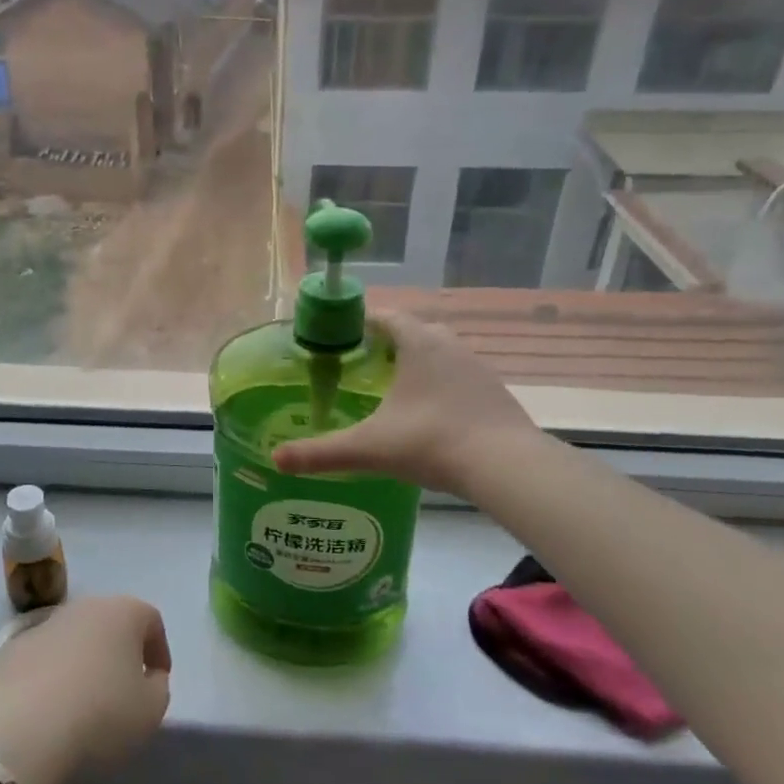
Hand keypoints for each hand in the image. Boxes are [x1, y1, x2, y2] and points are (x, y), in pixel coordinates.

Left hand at [0, 596, 171, 783]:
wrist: (19, 728)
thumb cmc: (100, 713)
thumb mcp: (150, 710)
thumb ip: (158, 688)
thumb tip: (148, 678)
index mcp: (123, 611)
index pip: (151, 620)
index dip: (158, 650)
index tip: (157, 681)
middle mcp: (83, 607)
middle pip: (109, 624)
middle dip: (119, 652)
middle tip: (122, 691)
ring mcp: (43, 625)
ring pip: (73, 640)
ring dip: (83, 664)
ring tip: (83, 706)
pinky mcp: (9, 650)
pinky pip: (42, 660)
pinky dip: (50, 678)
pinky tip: (48, 712)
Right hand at [272, 310, 538, 496]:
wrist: (507, 467)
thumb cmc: (432, 442)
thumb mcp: (369, 448)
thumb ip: (321, 453)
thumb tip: (276, 459)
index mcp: (418, 344)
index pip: (385, 317)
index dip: (362, 322)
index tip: (342, 337)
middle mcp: (449, 345)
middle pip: (414, 331)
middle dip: (389, 344)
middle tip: (364, 367)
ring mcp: (477, 368)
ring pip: (441, 354)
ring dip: (418, 364)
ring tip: (394, 391)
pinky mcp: (495, 392)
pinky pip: (460, 377)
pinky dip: (442, 386)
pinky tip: (430, 415)